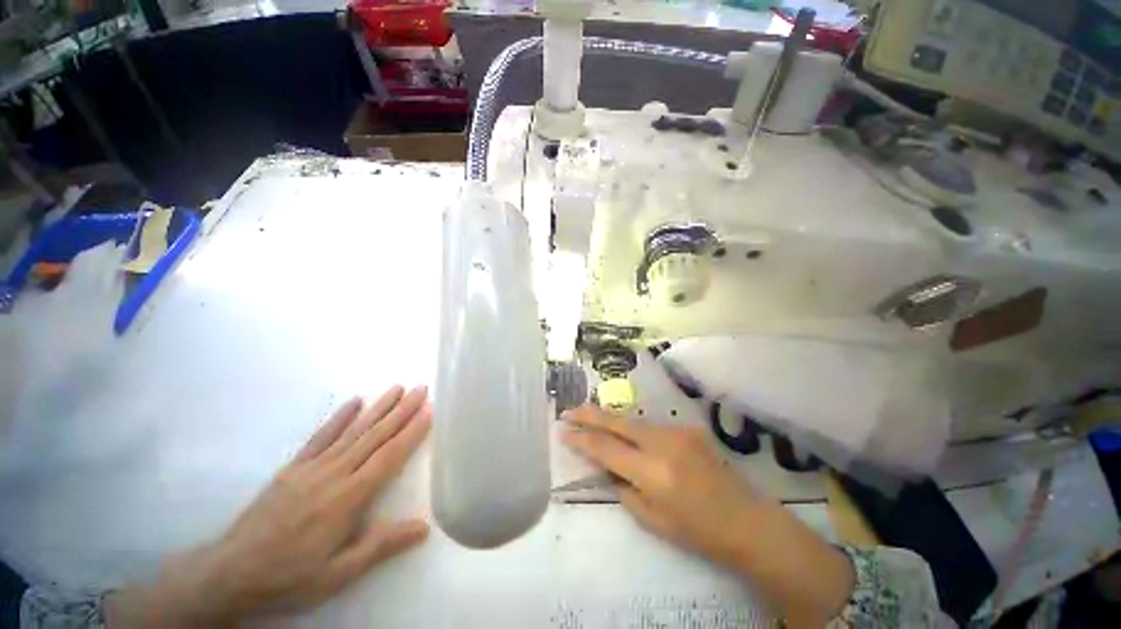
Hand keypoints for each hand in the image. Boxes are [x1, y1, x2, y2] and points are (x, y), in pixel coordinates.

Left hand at [106, 385, 431, 626]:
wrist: (231, 573)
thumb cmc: (291, 576)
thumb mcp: (339, 573)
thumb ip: (381, 546)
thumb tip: (424, 528)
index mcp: (349, 497)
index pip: (389, 456)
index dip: (411, 432)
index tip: (429, 410)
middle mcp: (334, 473)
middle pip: (375, 435)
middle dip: (402, 410)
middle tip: (421, 388)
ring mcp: (312, 467)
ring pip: (353, 430)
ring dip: (378, 407)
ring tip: (397, 387)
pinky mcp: (294, 467)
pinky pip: (321, 436)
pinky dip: (340, 417)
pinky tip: (354, 402)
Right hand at [562, 405, 761, 562]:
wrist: (747, 520)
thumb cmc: (699, 531)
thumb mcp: (653, 519)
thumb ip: (624, 489)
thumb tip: (607, 467)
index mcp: (652, 472)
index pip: (606, 448)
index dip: (581, 439)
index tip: (563, 431)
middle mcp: (663, 443)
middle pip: (617, 422)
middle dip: (590, 414)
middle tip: (568, 411)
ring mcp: (677, 431)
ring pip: (634, 420)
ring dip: (611, 420)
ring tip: (592, 419)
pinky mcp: (688, 428)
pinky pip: (652, 426)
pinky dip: (635, 429)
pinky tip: (629, 435)